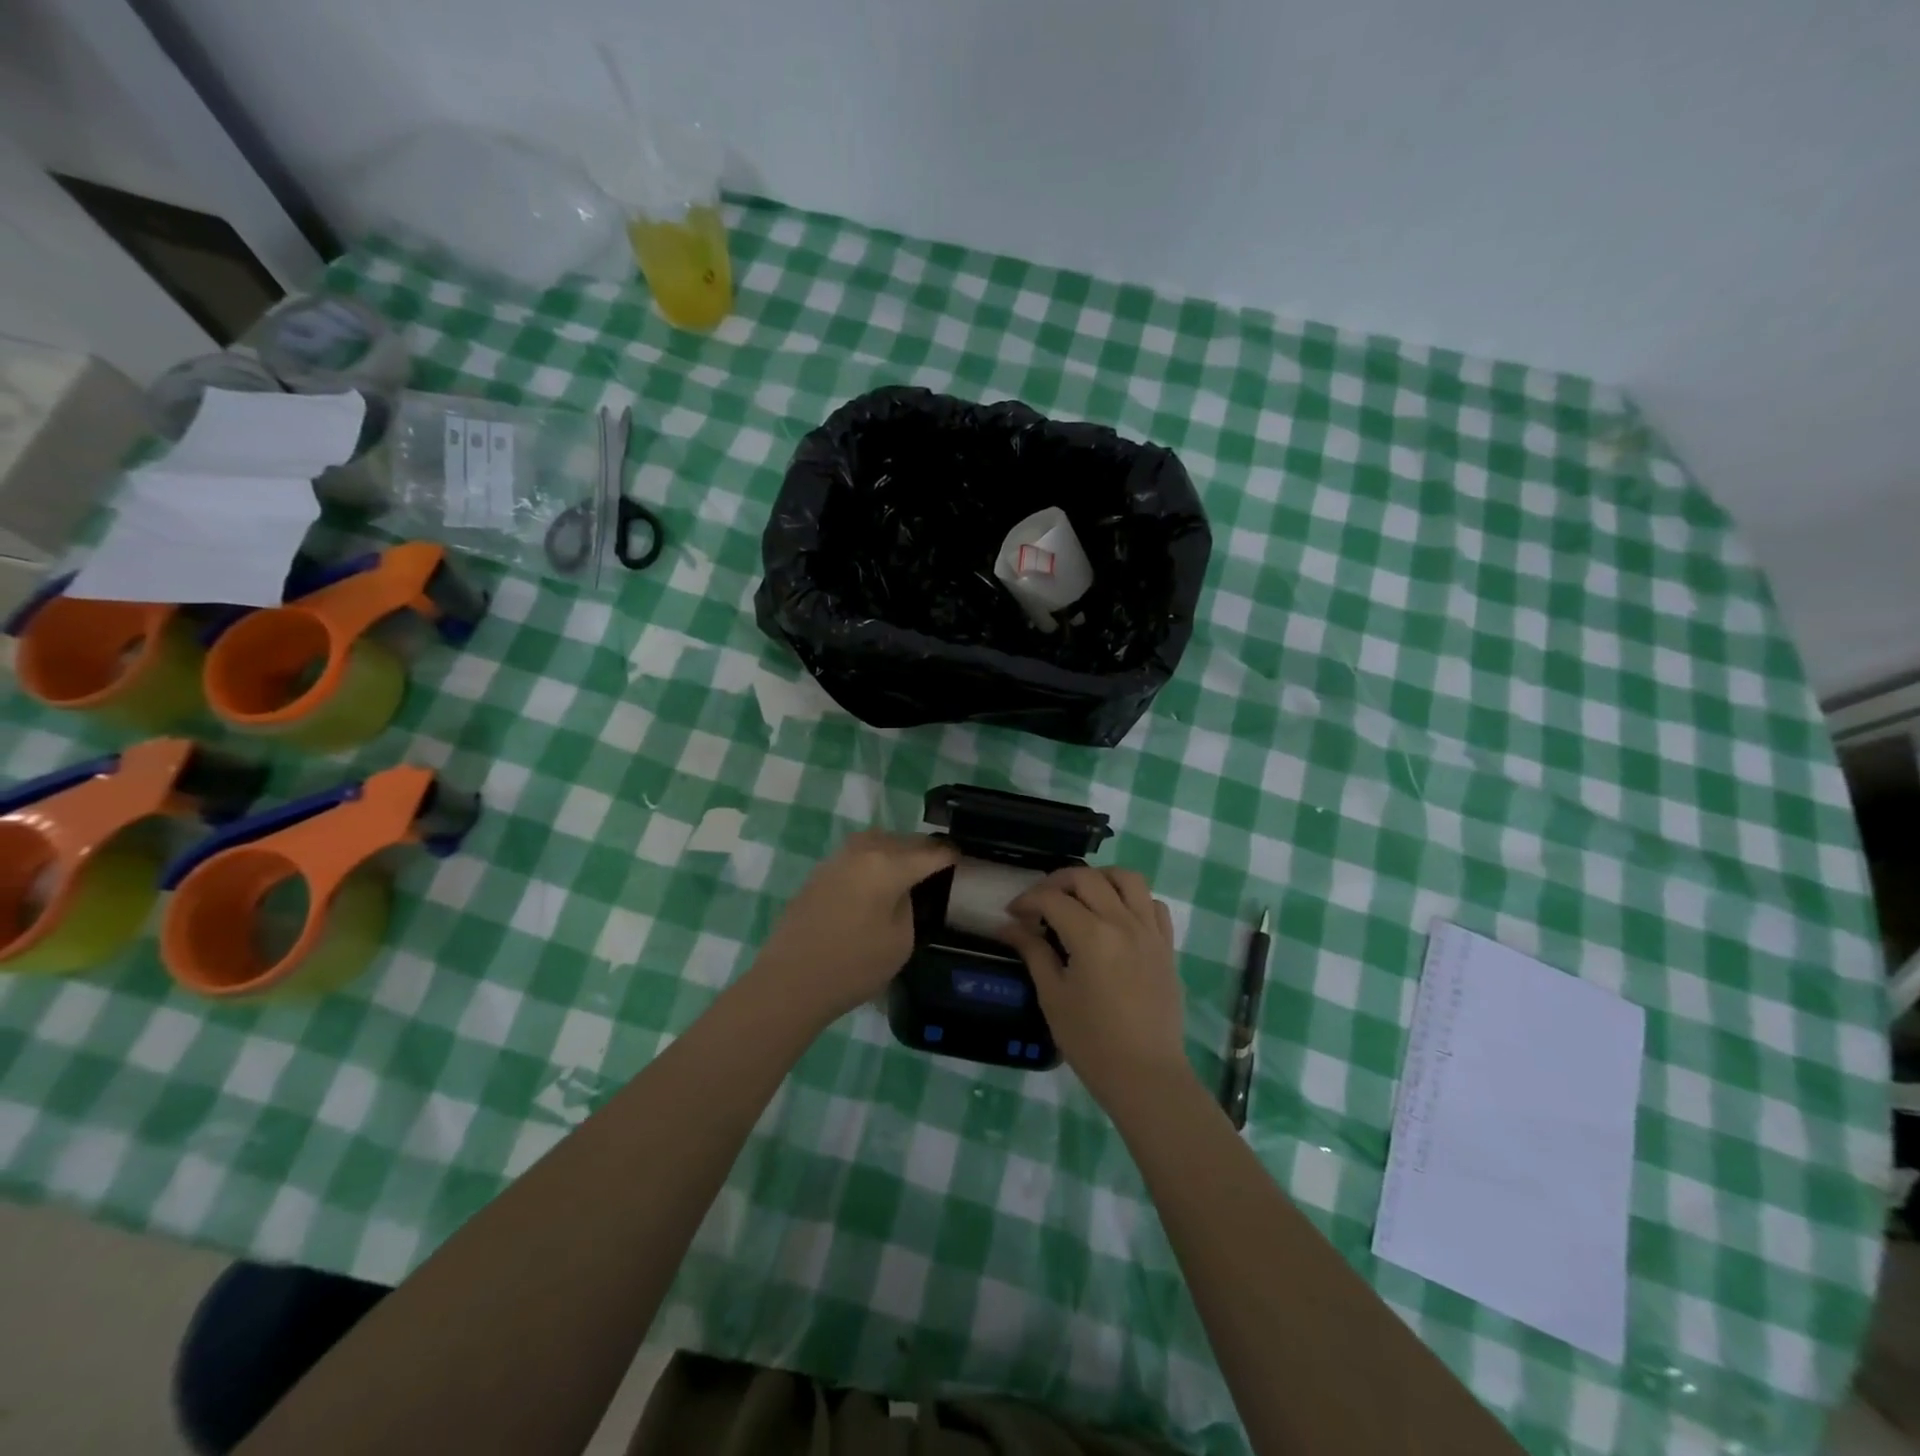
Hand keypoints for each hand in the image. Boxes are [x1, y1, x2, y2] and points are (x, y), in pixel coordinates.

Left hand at [752, 830, 957, 1025]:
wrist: (790, 981)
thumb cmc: (853, 966)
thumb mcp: (901, 941)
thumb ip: (909, 905)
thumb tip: (904, 891)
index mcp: (888, 864)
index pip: (930, 852)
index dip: (950, 855)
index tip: (963, 860)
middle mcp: (863, 851)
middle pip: (902, 840)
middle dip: (923, 850)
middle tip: (938, 865)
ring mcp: (837, 859)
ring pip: (876, 842)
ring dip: (895, 851)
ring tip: (907, 870)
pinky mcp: (819, 873)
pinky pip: (856, 856)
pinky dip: (872, 861)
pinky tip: (875, 882)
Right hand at [999, 866, 1190, 1109]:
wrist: (1146, 1075)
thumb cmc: (1091, 1041)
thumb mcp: (1053, 996)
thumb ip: (1033, 952)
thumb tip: (1008, 926)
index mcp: (1091, 935)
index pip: (1052, 899)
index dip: (1027, 900)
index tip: (1012, 914)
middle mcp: (1123, 922)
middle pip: (1087, 878)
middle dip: (1057, 882)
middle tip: (1040, 902)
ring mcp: (1149, 931)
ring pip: (1128, 879)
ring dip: (1100, 878)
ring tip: (1082, 896)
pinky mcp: (1167, 946)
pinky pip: (1154, 905)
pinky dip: (1134, 900)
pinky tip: (1118, 917)